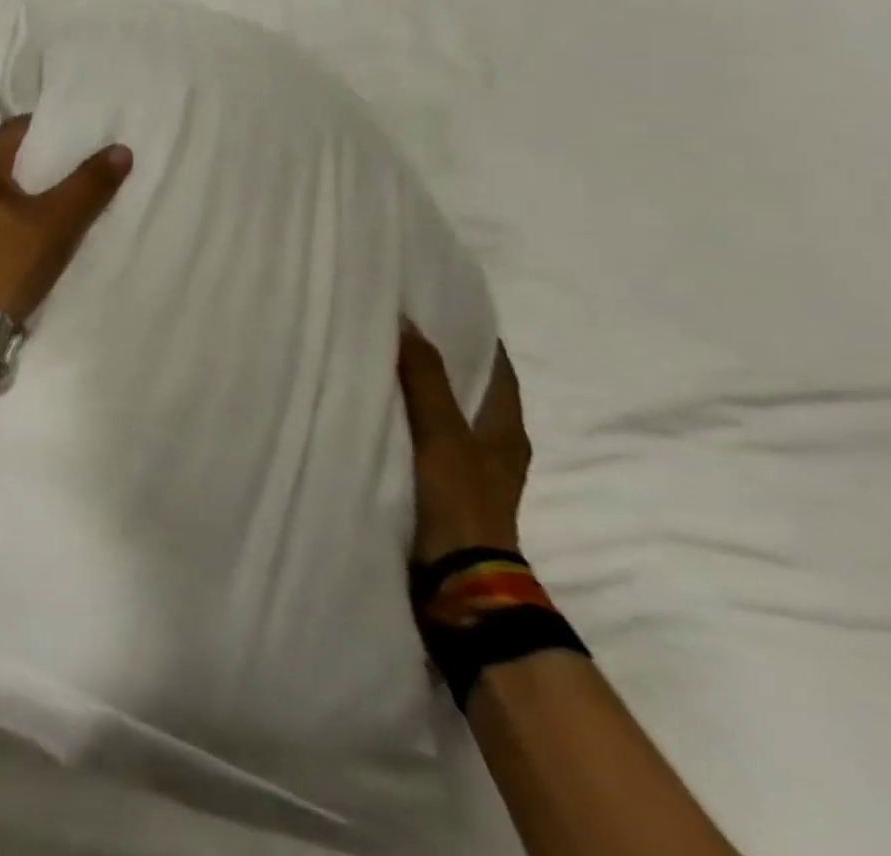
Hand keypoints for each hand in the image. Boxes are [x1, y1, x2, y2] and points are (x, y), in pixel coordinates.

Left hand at [0, 117, 132, 324]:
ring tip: (67, 201)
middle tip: (84, 169)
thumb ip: (91, 184)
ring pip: (0, 191)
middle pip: (9, 160)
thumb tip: (121, 149)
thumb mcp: (57, 222)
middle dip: (45, 164)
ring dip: (31, 193)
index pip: (18, 129)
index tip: (85, 137)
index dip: (53, 130)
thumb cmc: (7, 262)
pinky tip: (37, 233)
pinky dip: (15, 217)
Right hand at [397, 326, 531, 564]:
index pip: (498, 371)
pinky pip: (429, 441)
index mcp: (506, 430)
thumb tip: (408, 323)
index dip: (477, 339)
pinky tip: (383, 412)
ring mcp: (471, 473)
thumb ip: (426, 380)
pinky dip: (411, 422)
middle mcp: (494, 447)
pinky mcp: (447, 491)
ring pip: (449, 417)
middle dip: (445, 362)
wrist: (460, 582)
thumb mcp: (442, 434)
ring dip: (425, 393)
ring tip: (387, 363)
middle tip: (406, 330)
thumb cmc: (460, 500)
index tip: (446, 308)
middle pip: (472, 392)